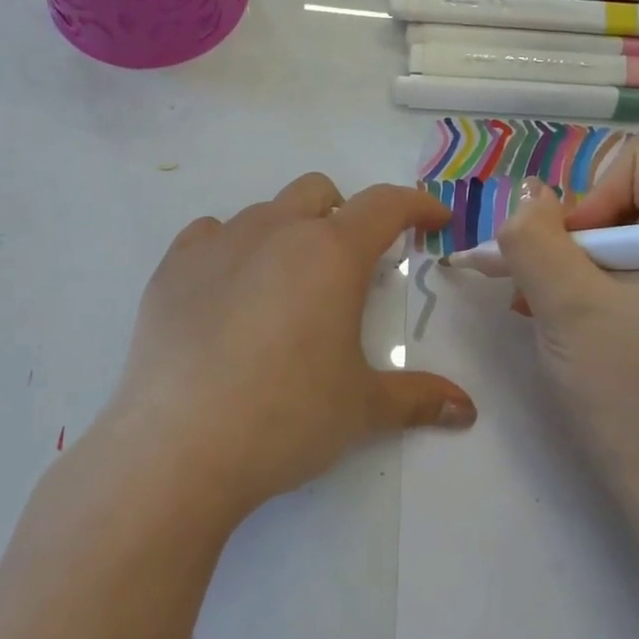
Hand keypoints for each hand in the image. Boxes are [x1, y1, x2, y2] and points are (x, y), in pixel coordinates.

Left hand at [99, 173, 476, 522]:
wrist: (178, 446)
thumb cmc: (286, 418)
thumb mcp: (362, 409)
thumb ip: (418, 399)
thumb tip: (466, 410)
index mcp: (330, 253)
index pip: (384, 205)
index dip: (417, 206)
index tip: (432, 220)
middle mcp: (274, 231)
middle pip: (317, 192)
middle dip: (344, 214)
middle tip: (349, 265)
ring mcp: (217, 244)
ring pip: (263, 212)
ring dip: (286, 234)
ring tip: (285, 290)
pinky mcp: (172, 268)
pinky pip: (210, 235)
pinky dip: (231, 250)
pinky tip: (229, 294)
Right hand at [494, 138, 638, 500]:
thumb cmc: (626, 389)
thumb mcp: (565, 303)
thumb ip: (534, 236)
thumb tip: (527, 197)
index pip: (636, 164)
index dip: (587, 199)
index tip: (566, 259)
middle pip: (625, 198)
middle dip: (571, 237)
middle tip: (539, 287)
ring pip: (619, 236)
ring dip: (571, 264)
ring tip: (539, 306)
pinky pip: (629, 271)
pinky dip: (589, 286)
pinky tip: (562, 319)